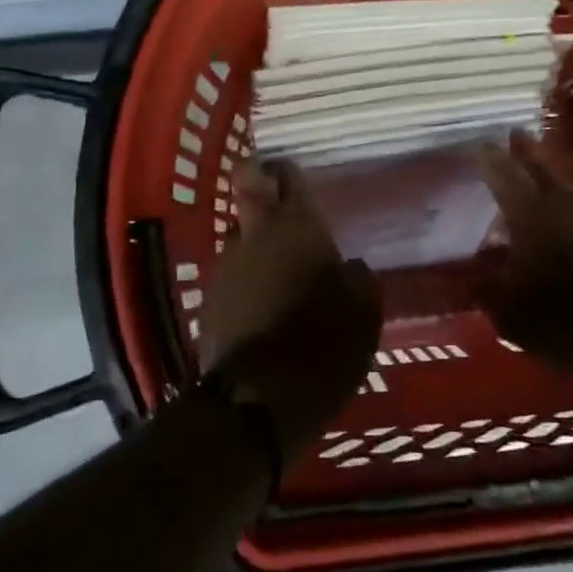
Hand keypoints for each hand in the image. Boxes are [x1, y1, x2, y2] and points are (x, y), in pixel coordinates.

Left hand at [200, 161, 381, 464]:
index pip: (282, 175)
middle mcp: (252, 237)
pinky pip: (233, 280)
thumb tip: (349, 269)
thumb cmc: (324, 343)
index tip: (292, 179)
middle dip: (268, 211)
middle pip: (253, 205)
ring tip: (285, 282)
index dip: (285, 171)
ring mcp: (225, 270)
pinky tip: (267, 312)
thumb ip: (357, 278)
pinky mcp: (208, 304)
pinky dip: (248, 287)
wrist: (260, 400)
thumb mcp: (364, 310)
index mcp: (293, 226)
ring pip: (242, 244)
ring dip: (260, 254)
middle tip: (294, 234)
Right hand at [475, 131, 572, 369]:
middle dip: (526, 150)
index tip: (479, 143)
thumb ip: (487, 290)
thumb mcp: (511, 313)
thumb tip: (468, 277)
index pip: (503, 175)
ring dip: (560, 174)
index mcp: (530, 214)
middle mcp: (567, 201)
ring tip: (550, 171)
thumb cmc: (566, 318)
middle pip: (543, 166)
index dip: (489, 158)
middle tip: (515, 133)